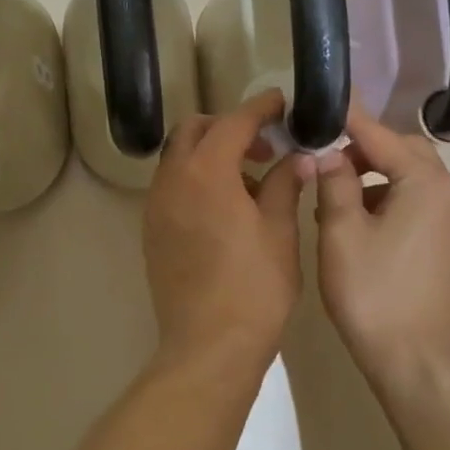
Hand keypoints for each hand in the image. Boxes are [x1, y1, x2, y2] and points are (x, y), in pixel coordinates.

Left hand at [144, 90, 304, 376]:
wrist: (209, 345)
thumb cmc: (255, 287)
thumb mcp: (279, 230)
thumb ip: (285, 183)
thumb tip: (298, 157)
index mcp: (206, 172)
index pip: (233, 121)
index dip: (260, 108)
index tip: (282, 103)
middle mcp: (172, 180)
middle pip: (195, 131)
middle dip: (229, 127)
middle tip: (264, 146)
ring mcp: (156, 207)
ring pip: (179, 159)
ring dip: (210, 154)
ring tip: (250, 181)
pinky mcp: (152, 232)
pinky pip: (172, 187)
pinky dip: (196, 180)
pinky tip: (225, 208)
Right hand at [310, 103, 449, 392]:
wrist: (414, 358)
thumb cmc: (373, 291)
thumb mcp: (341, 232)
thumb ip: (334, 183)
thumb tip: (326, 153)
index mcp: (424, 183)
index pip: (381, 134)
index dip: (349, 117)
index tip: (323, 99)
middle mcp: (447, 194)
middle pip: (404, 151)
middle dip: (364, 147)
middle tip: (325, 157)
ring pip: (410, 179)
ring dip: (373, 175)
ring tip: (332, 196)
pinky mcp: (444, 246)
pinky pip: (414, 204)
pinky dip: (385, 200)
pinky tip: (354, 224)